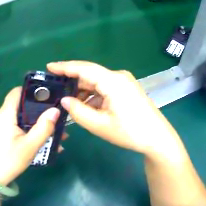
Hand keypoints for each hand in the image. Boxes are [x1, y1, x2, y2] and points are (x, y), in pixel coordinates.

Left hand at [0, 87, 59, 184]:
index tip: (48, 95)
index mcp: (5, 114)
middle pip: (21, 105)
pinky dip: (29, 130)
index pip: (16, 91)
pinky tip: (43, 141)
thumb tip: (55, 110)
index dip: (32, 90)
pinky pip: (17, 127)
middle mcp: (1, 116)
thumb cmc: (10, 160)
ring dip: (37, 123)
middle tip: (56, 116)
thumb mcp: (30, 145)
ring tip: (55, 132)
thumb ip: (44, 127)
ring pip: (21, 118)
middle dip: (39, 110)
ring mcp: (0, 126)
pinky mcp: (1, 135)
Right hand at [48, 61, 178, 155]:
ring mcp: (125, 82)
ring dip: (84, 92)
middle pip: (90, 75)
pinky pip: (106, 88)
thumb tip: (65, 100)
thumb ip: (78, 111)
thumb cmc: (130, 132)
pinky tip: (87, 107)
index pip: (83, 68)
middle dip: (73, 84)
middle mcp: (118, 76)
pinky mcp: (127, 89)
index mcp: (112, 81)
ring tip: (71, 105)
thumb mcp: (100, 125)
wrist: (157, 137)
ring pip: (98, 83)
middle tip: (56, 92)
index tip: (49, 67)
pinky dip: (95, 96)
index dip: (64, 67)